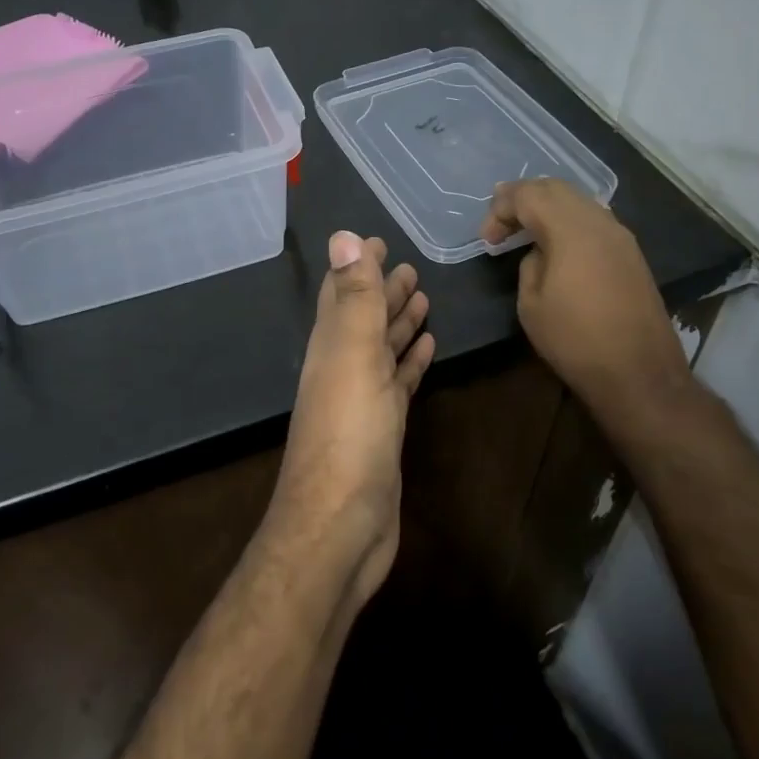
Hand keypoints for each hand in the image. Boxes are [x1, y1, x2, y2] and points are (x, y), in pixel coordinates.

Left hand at [271, 233, 434, 610]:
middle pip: (365, 319)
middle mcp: (342, 367)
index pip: (343, 293)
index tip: (379, 239)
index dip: (359, 266)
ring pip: (382, 350)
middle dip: (384, 291)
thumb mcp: (353, 355)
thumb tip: (343, 235)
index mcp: (331, 346)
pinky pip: (398, 383)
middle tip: (411, 267)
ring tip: (423, 297)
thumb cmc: (349, 433)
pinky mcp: (383, 429)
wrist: (342, 523)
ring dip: (399, 323)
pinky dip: (410, 362)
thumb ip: (354, 297)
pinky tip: (427, 348)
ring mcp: (363, 400)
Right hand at [480, 179, 691, 425]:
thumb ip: (530, 265)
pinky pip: (594, 220)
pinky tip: (557, 242)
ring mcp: (621, 236)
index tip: (487, 238)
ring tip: (525, 226)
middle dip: (524, 197)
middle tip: (500, 219)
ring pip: (579, 201)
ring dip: (548, 207)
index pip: (529, 195)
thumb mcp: (532, 304)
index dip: (501, 208)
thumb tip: (540, 252)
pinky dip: (569, 221)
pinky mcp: (631, 254)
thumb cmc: (575, 341)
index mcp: (571, 230)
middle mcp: (600, 222)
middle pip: (556, 189)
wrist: (639, 373)